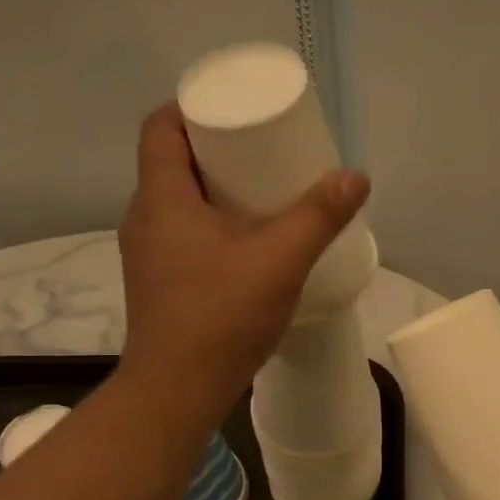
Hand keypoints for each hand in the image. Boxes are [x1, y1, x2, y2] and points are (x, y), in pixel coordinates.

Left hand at [119, 104, 368, 417]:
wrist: (178, 391)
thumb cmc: (221, 316)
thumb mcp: (280, 260)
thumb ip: (319, 216)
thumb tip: (355, 177)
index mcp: (161, 198)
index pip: (161, 127)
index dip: (194, 108)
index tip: (236, 112)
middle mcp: (144, 218)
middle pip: (173, 162)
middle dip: (216, 149)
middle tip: (263, 150)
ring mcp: (147, 254)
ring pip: (178, 202)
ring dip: (215, 190)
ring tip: (262, 193)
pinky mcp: (159, 283)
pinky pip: (183, 234)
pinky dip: (211, 224)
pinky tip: (247, 243)